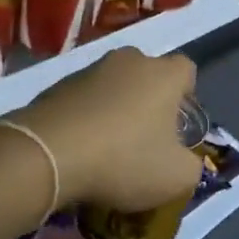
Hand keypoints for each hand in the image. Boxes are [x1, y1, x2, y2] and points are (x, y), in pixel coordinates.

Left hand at [15, 47, 200, 210]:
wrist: (48, 155)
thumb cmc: (124, 159)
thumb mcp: (176, 177)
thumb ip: (191, 166)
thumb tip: (185, 161)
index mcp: (163, 75)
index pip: (186, 69)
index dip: (186, 94)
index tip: (178, 123)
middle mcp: (128, 61)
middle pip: (147, 74)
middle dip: (149, 100)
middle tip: (146, 136)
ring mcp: (89, 70)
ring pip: (112, 85)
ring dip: (115, 108)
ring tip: (108, 147)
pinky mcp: (56, 86)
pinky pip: (82, 99)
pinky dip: (85, 117)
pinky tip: (80, 148)